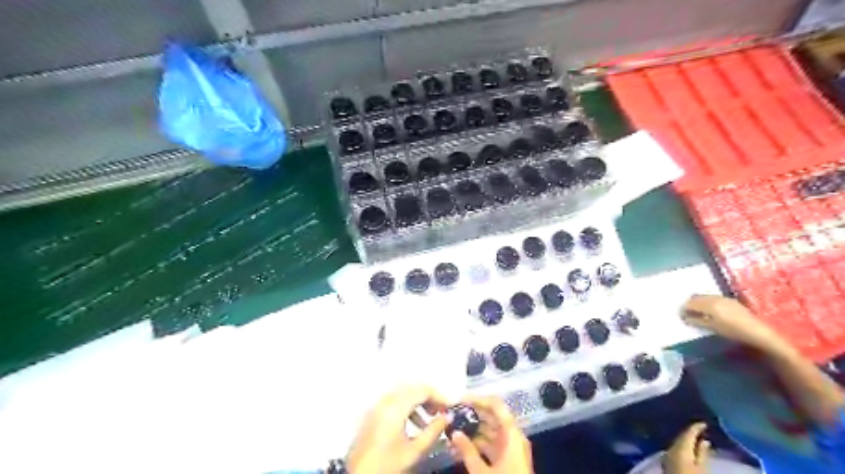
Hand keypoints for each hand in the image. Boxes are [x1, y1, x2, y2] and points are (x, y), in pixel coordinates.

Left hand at [344, 385, 447, 472]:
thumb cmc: (388, 465)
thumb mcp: (415, 451)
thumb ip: (433, 431)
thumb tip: (447, 417)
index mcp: (395, 407)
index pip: (422, 390)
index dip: (439, 396)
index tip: (450, 407)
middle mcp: (385, 402)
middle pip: (411, 388)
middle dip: (428, 397)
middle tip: (441, 411)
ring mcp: (376, 407)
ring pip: (402, 394)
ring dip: (417, 402)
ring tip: (429, 419)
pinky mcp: (372, 415)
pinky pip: (392, 402)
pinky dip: (406, 407)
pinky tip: (413, 424)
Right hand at [449, 396, 533, 472]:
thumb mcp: (482, 472)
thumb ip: (467, 450)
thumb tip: (454, 433)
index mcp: (512, 434)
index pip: (496, 406)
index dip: (478, 399)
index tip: (459, 399)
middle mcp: (513, 437)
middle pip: (492, 417)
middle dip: (472, 415)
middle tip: (452, 413)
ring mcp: (511, 449)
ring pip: (490, 432)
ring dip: (472, 431)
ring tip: (452, 430)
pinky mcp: (507, 460)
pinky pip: (491, 445)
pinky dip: (477, 444)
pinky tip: (460, 446)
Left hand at [662, 421, 707, 473]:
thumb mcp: (702, 468)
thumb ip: (702, 453)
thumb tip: (705, 440)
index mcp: (680, 447)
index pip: (688, 432)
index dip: (696, 426)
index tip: (705, 423)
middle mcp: (670, 447)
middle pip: (681, 436)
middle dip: (690, 432)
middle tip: (702, 429)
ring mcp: (667, 454)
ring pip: (677, 442)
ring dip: (686, 439)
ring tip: (697, 438)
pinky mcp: (666, 461)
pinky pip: (674, 448)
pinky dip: (682, 446)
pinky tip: (688, 448)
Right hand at [679, 297, 786, 351]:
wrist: (758, 332)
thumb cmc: (733, 331)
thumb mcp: (712, 327)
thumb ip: (697, 321)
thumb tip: (685, 317)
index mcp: (709, 304)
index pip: (690, 303)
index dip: (683, 309)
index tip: (680, 315)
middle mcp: (714, 298)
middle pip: (696, 298)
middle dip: (689, 304)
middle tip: (686, 313)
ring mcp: (723, 298)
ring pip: (705, 297)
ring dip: (698, 303)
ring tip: (696, 312)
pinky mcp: (730, 301)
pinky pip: (713, 298)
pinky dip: (707, 302)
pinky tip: (709, 310)